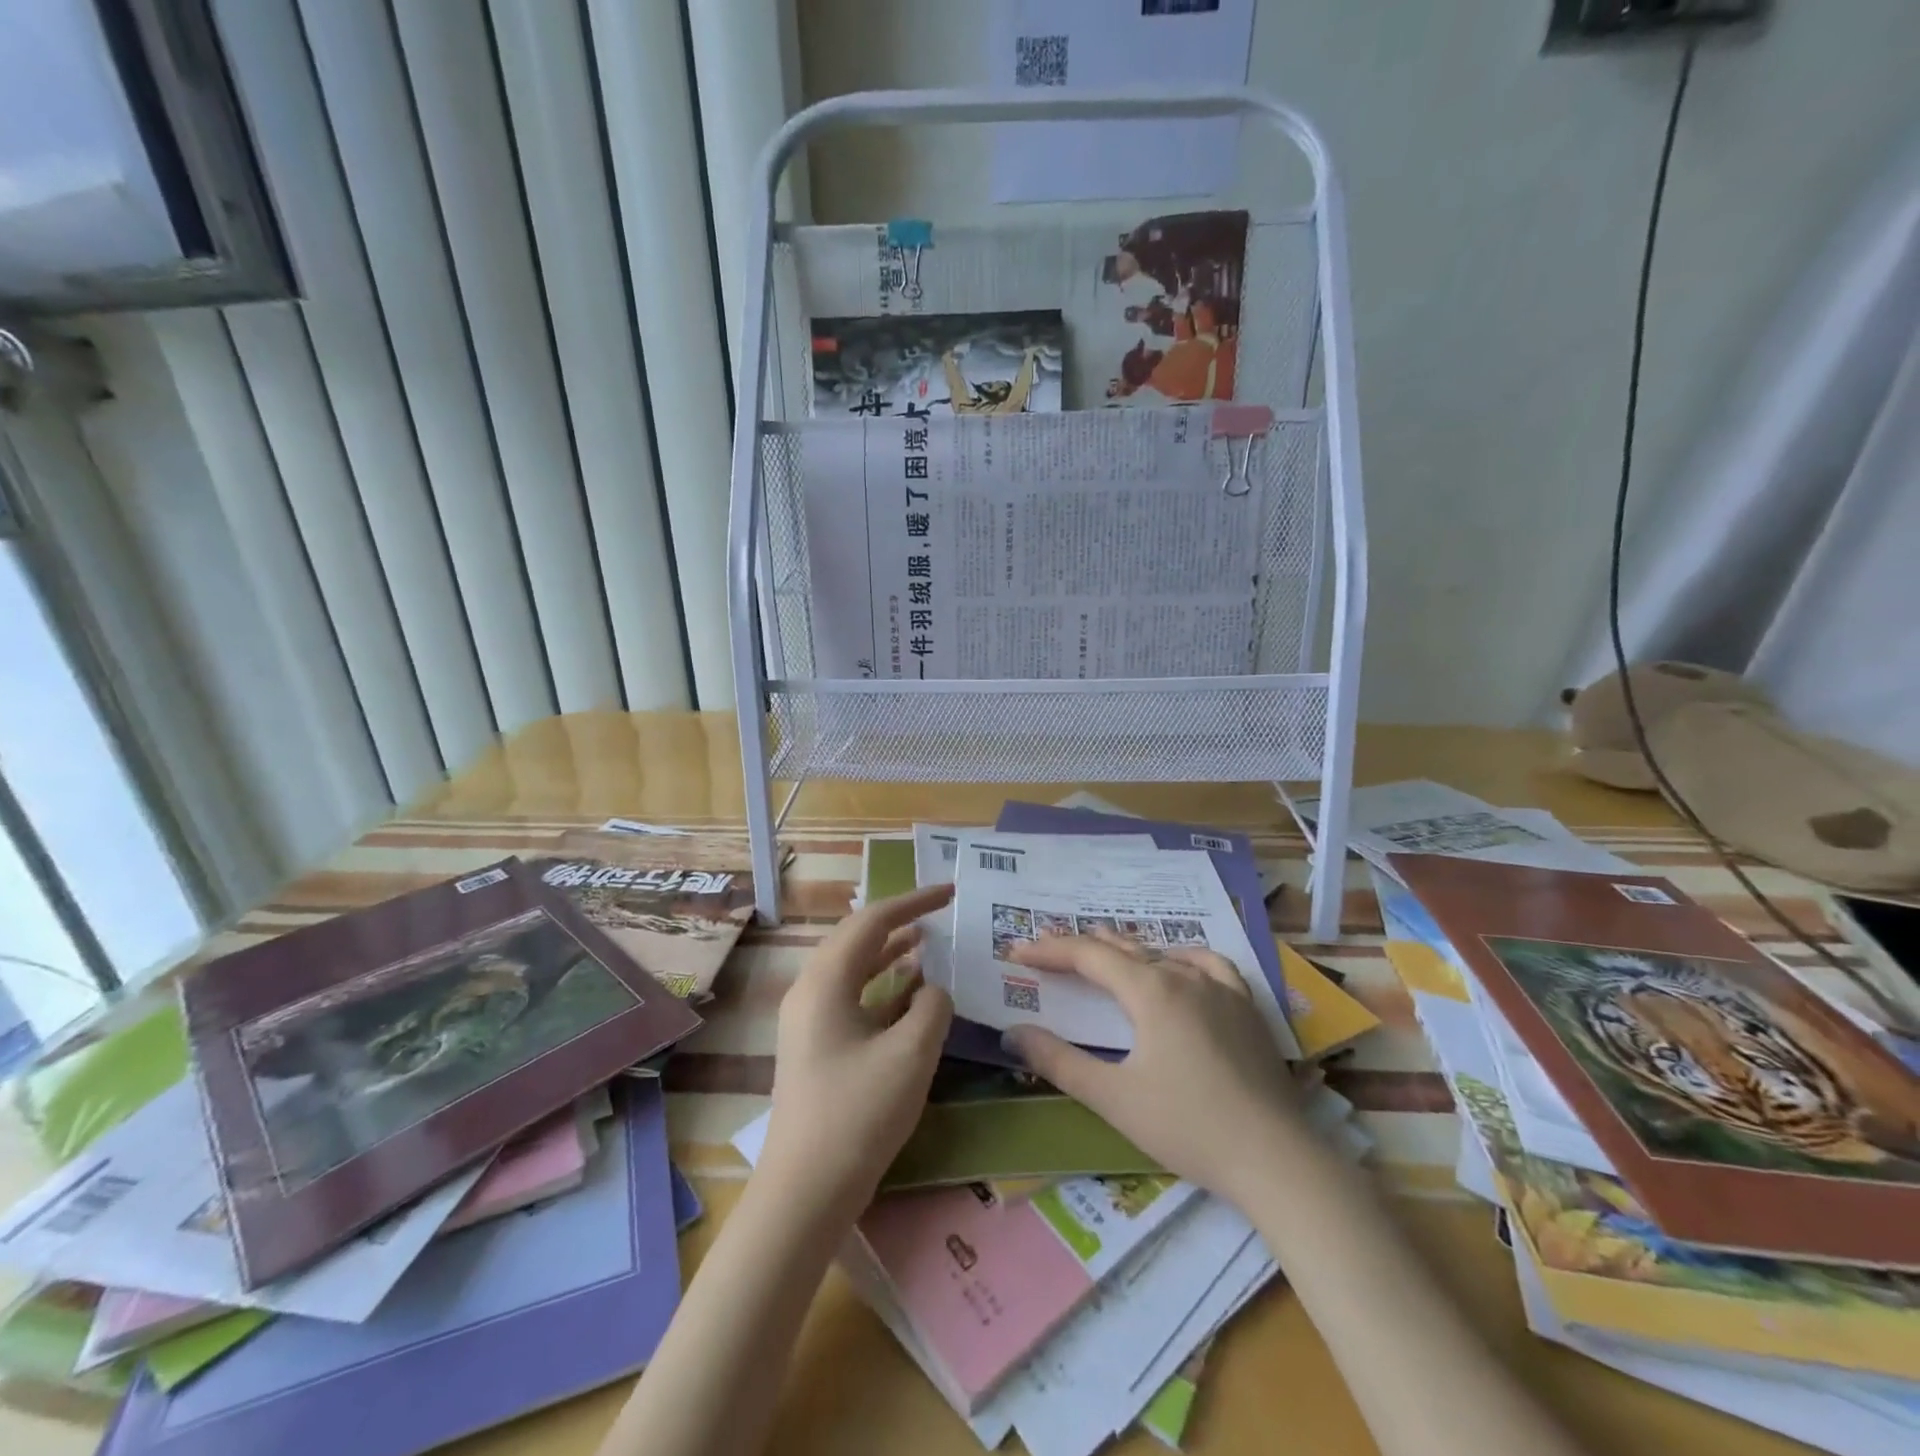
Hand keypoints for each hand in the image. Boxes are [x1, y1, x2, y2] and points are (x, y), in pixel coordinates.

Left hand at [759, 884, 954, 1217]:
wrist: (804, 1193)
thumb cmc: (858, 1114)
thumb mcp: (910, 1054)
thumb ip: (931, 1007)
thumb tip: (932, 989)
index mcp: (826, 981)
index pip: (872, 921)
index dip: (914, 902)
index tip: (950, 892)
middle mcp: (811, 991)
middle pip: (857, 939)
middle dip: (899, 922)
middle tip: (939, 913)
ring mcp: (809, 1021)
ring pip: (854, 969)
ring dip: (891, 954)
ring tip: (929, 943)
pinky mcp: (816, 1047)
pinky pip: (852, 999)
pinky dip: (883, 989)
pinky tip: (912, 996)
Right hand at [1004, 933, 1300, 1206]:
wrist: (1275, 1158)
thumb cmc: (1187, 1126)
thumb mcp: (1113, 1097)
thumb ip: (1058, 1061)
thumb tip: (1013, 1033)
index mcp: (1149, 990)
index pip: (1088, 956)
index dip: (1050, 950)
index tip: (1017, 951)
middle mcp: (1183, 975)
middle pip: (1122, 949)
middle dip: (1081, 947)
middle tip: (1047, 949)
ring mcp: (1221, 987)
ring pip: (1162, 953)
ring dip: (1126, 950)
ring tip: (1102, 949)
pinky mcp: (1246, 1006)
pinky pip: (1208, 964)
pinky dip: (1181, 957)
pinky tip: (1179, 965)